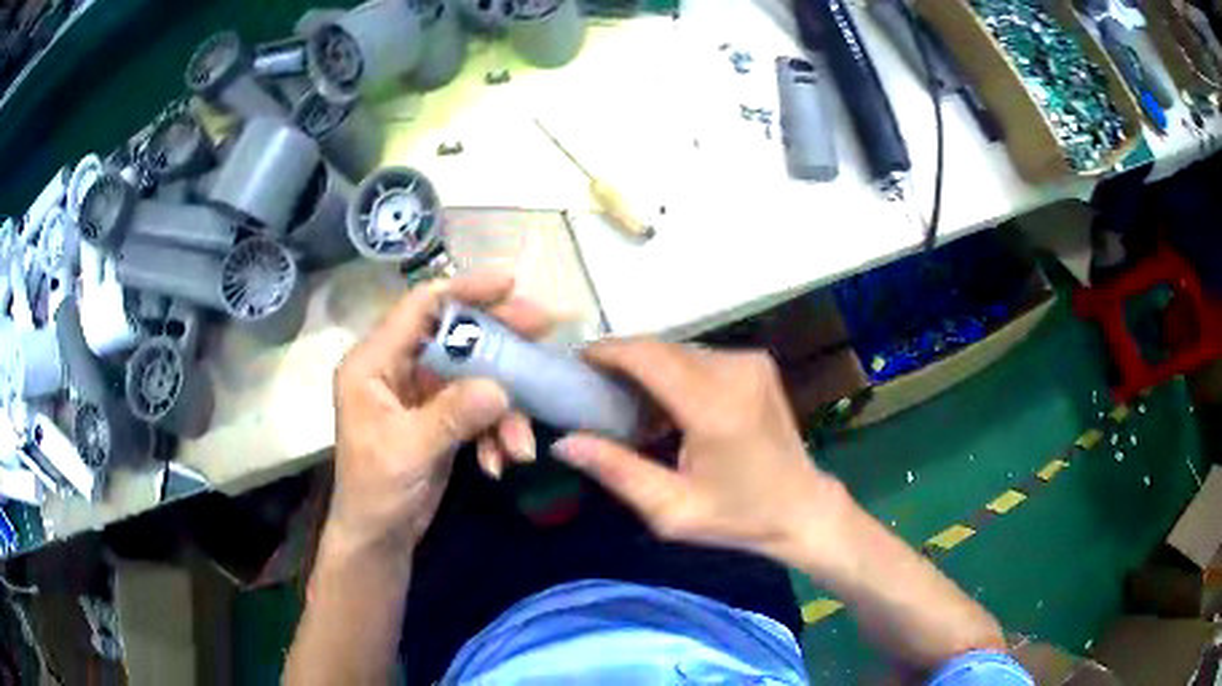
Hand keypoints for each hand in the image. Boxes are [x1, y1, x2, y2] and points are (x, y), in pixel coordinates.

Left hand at [327, 272, 549, 557]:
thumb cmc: (375, 491)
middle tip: (545, 329)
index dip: (464, 289)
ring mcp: (424, 394)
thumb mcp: (407, 452)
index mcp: (374, 362)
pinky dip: (496, 432)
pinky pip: (480, 409)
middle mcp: (399, 368)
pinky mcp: (443, 418)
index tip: (510, 282)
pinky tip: (500, 462)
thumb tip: (500, 387)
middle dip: (501, 340)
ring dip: (505, 409)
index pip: (420, 308)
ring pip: (476, 376)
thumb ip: (451, 417)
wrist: (379, 537)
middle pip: (456, 336)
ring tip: (521, 445)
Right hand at [551, 340, 849, 565]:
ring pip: (679, 349)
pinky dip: (673, 371)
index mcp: (715, 408)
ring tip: (623, 397)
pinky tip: (663, 402)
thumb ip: (617, 470)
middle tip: (592, 388)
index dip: (607, 352)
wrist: (803, 508)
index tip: (576, 363)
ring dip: (648, 366)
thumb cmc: (738, 517)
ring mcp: (750, 362)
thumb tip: (563, 443)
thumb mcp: (671, 509)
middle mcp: (735, 371)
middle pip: (662, 348)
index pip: (649, 357)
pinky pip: (699, 357)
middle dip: (623, 360)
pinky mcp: (757, 363)